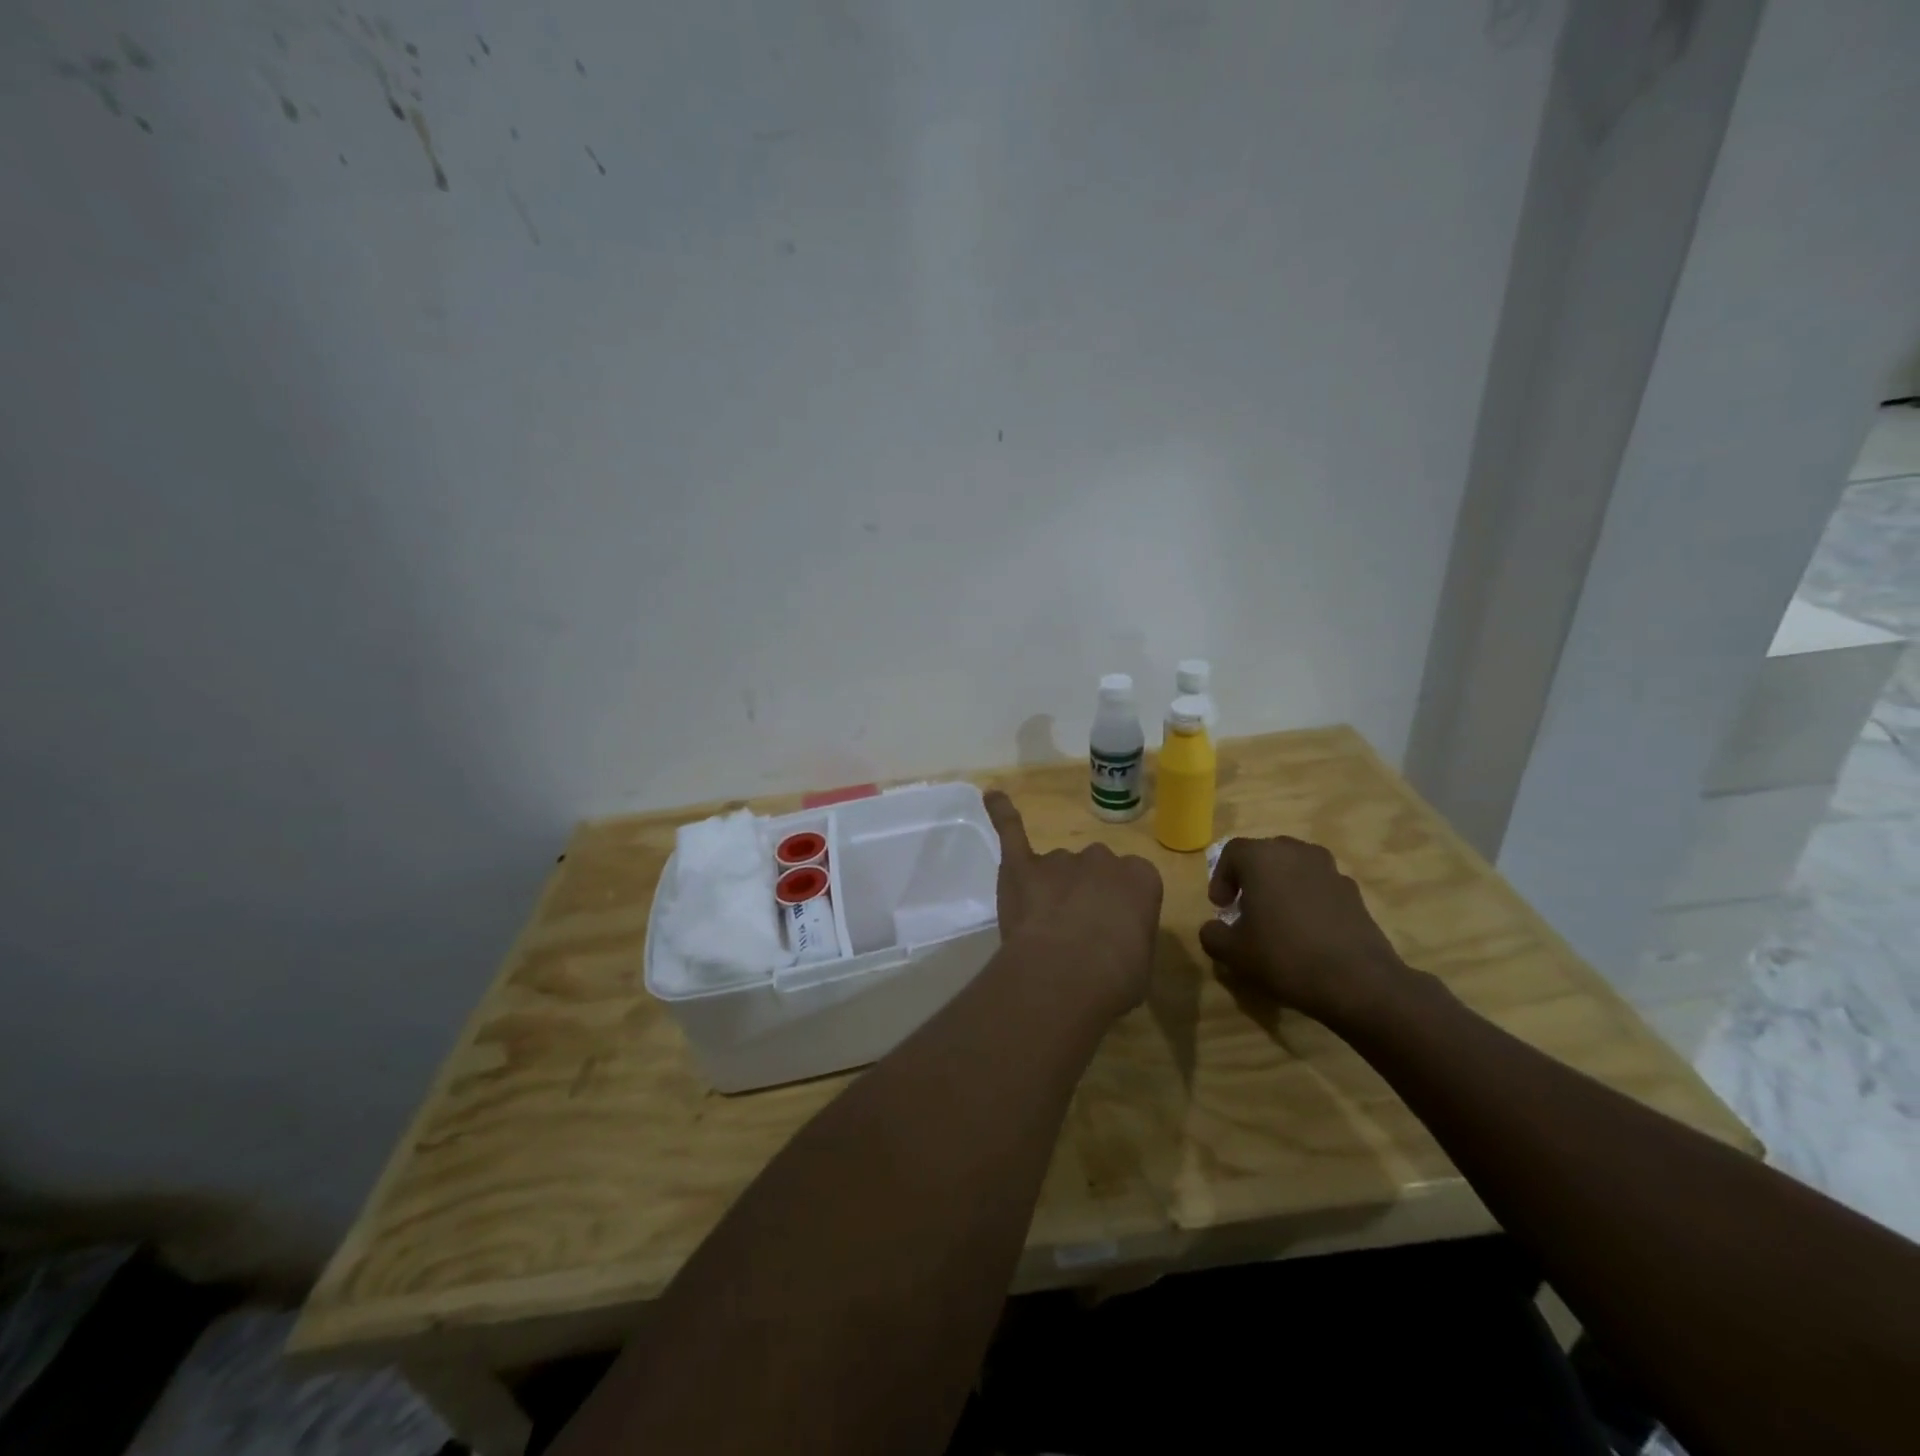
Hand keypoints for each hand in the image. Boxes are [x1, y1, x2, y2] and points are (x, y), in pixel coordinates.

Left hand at [984, 790, 1161, 1019]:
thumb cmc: (1115, 978)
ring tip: (1043, 925)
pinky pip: (1011, 830)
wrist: (1065, 975)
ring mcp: (1060, 859)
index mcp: (1141, 878)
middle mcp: (1101, 859)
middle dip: (1086, 892)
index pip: (1135, 882)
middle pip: (1094, 868)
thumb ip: (1128, 939)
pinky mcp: (1021, 865)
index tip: (1113, 932)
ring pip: (1056, 865)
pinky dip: (1001, 813)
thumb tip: (1113, 944)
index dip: (1121, 908)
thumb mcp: (1142, 963)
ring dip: (1051, 887)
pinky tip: (992, 796)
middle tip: (1077, 930)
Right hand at [1198, 836, 1410, 1027]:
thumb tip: (1214, 928)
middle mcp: (1296, 853)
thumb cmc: (1285, 956)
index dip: (1221, 877)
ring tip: (1278, 918)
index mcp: (1262, 858)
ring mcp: (1330, 870)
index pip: (1232, 852)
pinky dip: (1308, 900)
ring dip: (1281, 885)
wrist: (1358, 982)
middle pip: (1266, 854)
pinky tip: (1308, 932)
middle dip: (1251, 878)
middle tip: (1246, 908)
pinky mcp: (1354, 893)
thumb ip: (1213, 934)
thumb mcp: (1233, 953)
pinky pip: (1320, 886)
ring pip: (1295, 868)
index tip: (1221, 907)